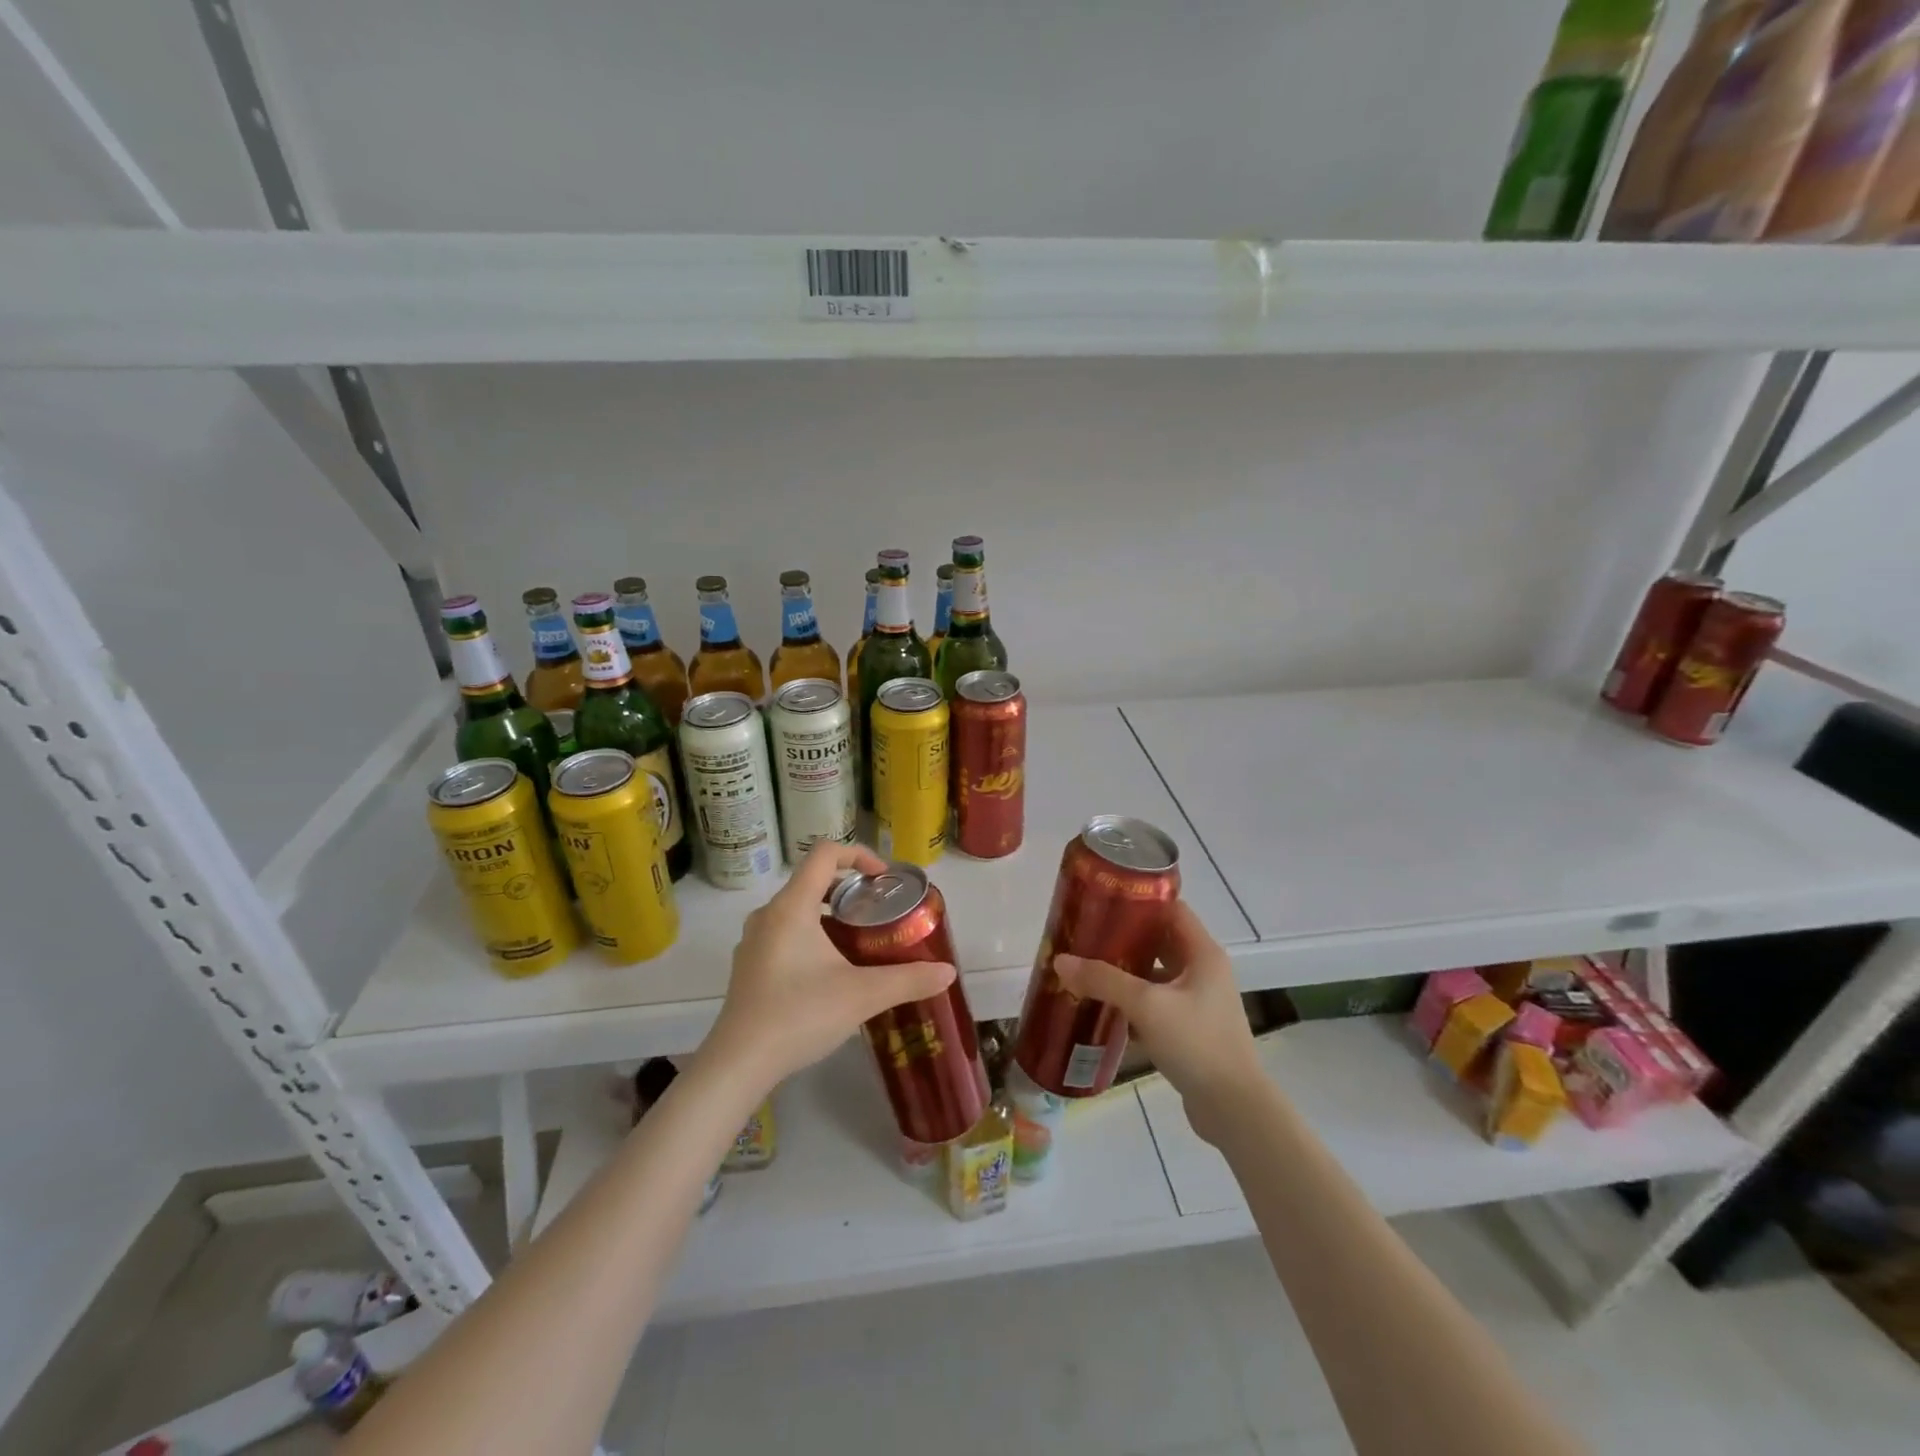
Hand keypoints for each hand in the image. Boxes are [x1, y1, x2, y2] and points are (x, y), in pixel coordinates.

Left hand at [703, 842, 956, 1088]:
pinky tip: (830, 971)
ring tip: (859, 941)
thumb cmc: (800, 1015)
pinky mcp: (749, 965)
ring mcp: (754, 941)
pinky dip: (812, 934)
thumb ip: (908, 979)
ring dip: (831, 913)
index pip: (825, 853)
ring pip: (798, 908)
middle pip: (812, 880)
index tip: (883, 880)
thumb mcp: (862, 995)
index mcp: (792, 906)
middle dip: (850, 888)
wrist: (739, 1064)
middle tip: (878, 912)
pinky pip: (785, 932)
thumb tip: (948, 973)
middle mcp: (768, 914)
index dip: (858, 855)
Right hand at [1053, 901, 1265, 1145]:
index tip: (1104, 901)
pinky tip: (1104, 1005)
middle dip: (1125, 936)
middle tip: (1087, 934)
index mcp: (1203, 953)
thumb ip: (1103, 980)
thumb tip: (1060, 961)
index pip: (1172, 909)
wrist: (1234, 1109)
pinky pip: (1157, 1002)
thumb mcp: (1147, 1006)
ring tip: (1088, 966)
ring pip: (1157, 973)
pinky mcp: (1191, 1028)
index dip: (1140, 901)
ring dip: (1127, 970)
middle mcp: (1204, 970)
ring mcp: (1199, 1001)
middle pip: (1161, 940)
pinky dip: (1133, 999)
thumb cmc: (1196, 1043)